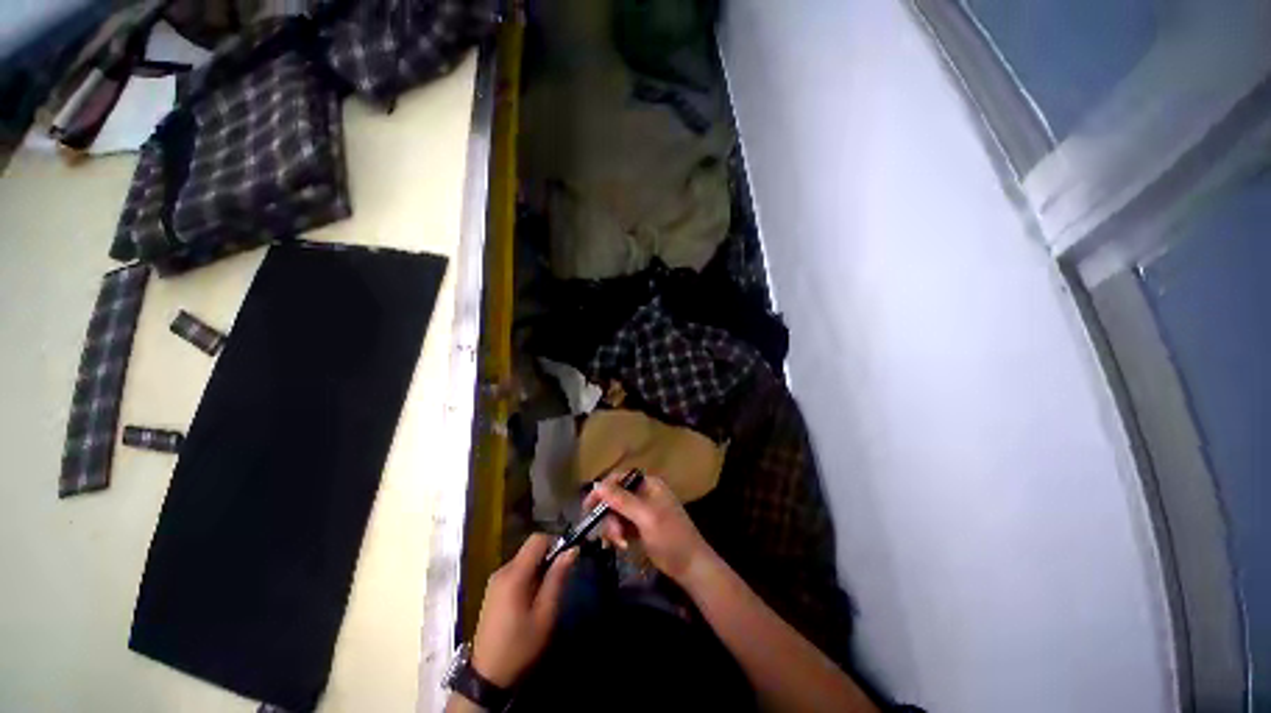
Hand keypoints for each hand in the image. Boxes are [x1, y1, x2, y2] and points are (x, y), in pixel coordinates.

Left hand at [470, 533, 577, 687]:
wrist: (487, 676)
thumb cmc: (520, 646)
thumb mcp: (545, 614)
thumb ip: (557, 578)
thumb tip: (572, 549)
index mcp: (514, 575)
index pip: (537, 539)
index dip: (555, 542)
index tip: (566, 560)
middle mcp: (502, 571)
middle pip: (530, 549)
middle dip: (547, 558)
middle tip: (558, 581)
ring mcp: (494, 581)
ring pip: (524, 560)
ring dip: (538, 569)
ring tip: (545, 594)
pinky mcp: (493, 590)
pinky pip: (515, 572)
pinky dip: (528, 577)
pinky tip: (531, 601)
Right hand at [582, 471, 717, 584]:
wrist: (691, 567)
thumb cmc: (671, 538)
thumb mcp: (645, 517)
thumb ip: (621, 500)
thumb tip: (597, 484)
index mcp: (649, 484)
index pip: (619, 479)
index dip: (602, 490)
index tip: (588, 507)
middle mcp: (644, 493)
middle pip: (615, 497)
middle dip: (610, 516)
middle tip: (612, 535)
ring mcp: (643, 510)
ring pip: (616, 512)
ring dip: (614, 528)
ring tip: (621, 544)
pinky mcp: (641, 526)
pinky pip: (622, 524)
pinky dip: (619, 534)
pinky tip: (622, 546)